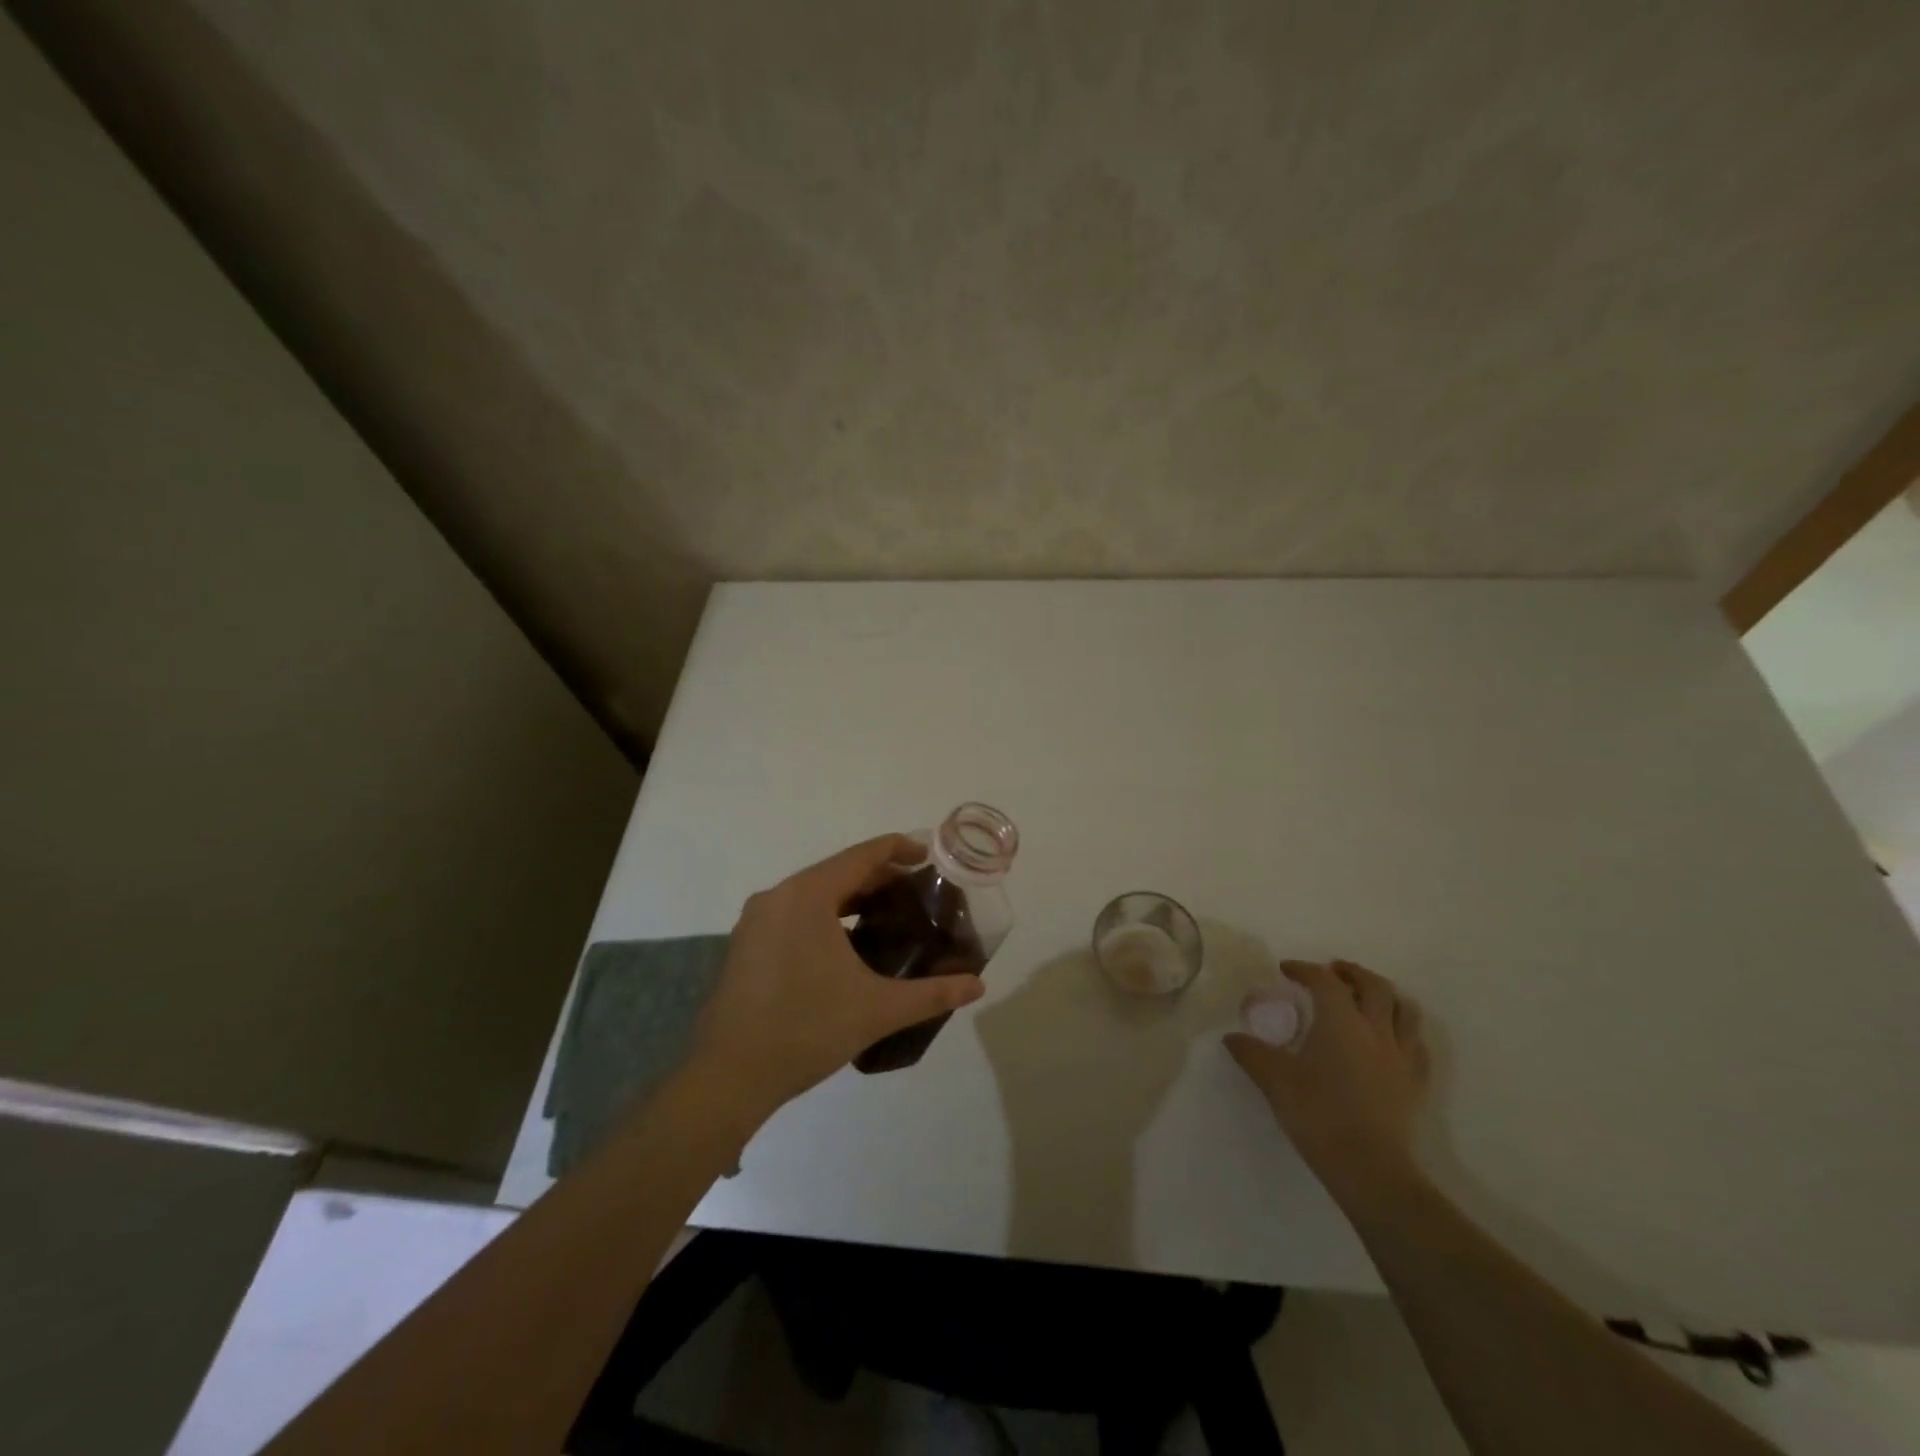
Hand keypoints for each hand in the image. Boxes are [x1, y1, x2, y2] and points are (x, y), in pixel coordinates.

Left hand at [689, 834, 987, 1123]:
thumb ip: (932, 994)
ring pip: (813, 894)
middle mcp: (777, 897)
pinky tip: (848, 945)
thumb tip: (978, 985)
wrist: (729, 1077)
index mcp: (806, 896)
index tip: (927, 855)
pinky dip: (826, 917)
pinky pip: (794, 914)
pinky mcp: (746, 945)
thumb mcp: (877, 1009)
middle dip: (878, 877)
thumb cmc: (807, 1030)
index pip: (860, 856)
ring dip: (851, 898)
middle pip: (837, 872)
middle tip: (916, 892)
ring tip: (888, 915)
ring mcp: (756, 921)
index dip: (897, 849)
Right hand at [1225, 959, 1431, 1210]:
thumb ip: (1251, 1053)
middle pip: (1373, 986)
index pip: (1324, 981)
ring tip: (1365, 997)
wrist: (1369, 1168)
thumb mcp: (1274, 1080)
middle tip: (1331, 972)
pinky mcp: (1414, 1083)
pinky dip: (1402, 1030)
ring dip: (1383, 995)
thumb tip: (1231, 1037)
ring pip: (1404, 1010)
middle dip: (1351, 973)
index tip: (1285, 971)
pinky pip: (1416, 1044)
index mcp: (1341, 1022)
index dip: (1304, 969)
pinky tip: (1389, 1038)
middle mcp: (1376, 1030)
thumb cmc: (1318, 1114)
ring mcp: (1401, 1057)